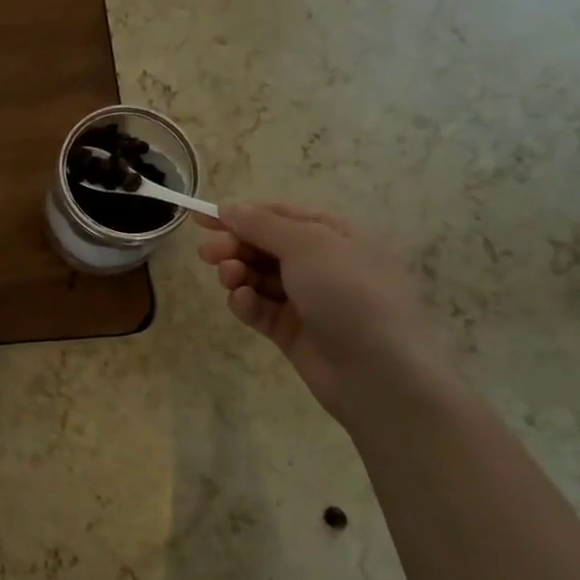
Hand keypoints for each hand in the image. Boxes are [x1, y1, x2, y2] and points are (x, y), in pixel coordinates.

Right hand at [196, 201, 453, 422]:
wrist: (379, 373)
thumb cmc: (349, 293)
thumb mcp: (307, 245)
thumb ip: (262, 225)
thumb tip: (228, 206)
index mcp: (334, 235)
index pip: (279, 215)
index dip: (239, 214)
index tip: (200, 218)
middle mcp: (322, 264)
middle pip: (265, 246)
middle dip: (234, 246)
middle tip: (207, 254)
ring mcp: (307, 300)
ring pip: (259, 277)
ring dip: (238, 274)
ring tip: (229, 279)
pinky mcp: (293, 332)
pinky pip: (261, 309)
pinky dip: (247, 303)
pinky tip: (242, 302)